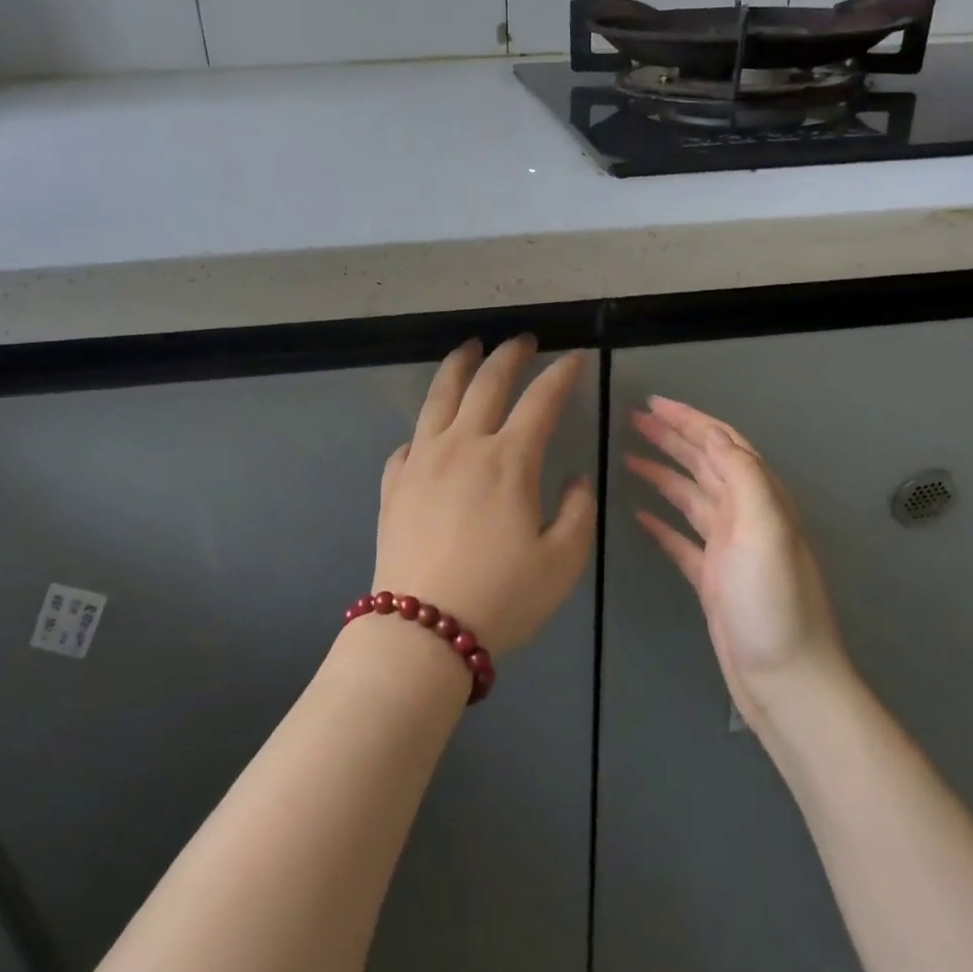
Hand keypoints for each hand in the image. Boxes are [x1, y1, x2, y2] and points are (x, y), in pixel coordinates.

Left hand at [373, 337, 596, 655]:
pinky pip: (408, 443)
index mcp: (508, 460)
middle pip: (486, 383)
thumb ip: (578, 511)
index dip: (561, 374)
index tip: (575, 358)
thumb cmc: (502, 597)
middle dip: (509, 354)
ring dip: (458, 366)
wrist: (422, 631)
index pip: (541, 400)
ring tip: (468, 348)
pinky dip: (424, 428)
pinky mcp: (394, 484)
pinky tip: (429, 431)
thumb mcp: (563, 561)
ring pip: (439, 397)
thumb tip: (576, 478)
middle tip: (523, 340)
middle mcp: (463, 446)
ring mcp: (422, 461)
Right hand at [627, 396, 849, 716]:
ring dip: (661, 473)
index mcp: (759, 499)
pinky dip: (660, 522)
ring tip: (628, 457)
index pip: (722, 444)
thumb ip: (744, 477)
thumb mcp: (766, 530)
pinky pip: (680, 539)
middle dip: (671, 437)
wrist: (785, 681)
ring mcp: (727, 548)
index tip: (653, 403)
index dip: (689, 420)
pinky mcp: (711, 578)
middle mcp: (744, 516)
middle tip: (633, 419)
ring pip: (689, 496)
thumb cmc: (774, 603)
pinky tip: (638, 514)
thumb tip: (715, 435)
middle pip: (703, 463)